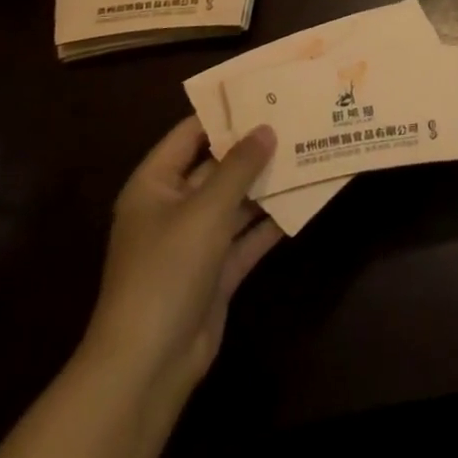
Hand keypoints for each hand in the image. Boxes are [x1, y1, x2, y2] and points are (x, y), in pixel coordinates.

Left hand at [80, 117, 282, 406]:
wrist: (149, 364)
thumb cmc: (167, 270)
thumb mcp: (206, 210)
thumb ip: (239, 166)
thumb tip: (266, 128)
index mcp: (154, 186)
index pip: (190, 135)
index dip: (224, 113)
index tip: (263, 93)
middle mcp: (173, 209)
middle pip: (217, 167)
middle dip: (254, 148)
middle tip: (295, 119)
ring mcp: (195, 243)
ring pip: (236, 202)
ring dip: (267, 184)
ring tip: (308, 152)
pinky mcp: (216, 273)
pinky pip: (247, 237)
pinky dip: (271, 222)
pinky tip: (304, 201)